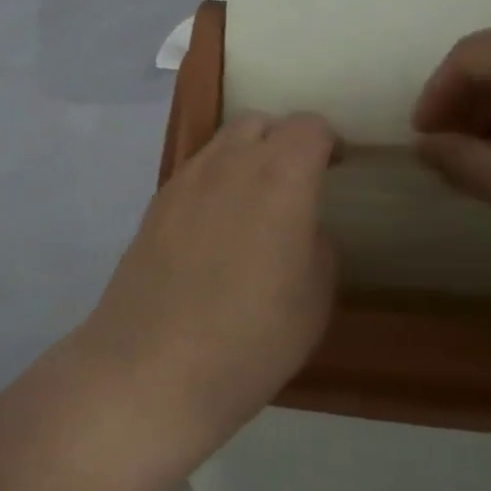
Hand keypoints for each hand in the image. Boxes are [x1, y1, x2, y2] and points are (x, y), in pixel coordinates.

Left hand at [77, 113, 338, 460]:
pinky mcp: (153, 206)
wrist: (153, 367)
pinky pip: (193, 173)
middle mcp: (228, 164)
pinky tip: (215, 226)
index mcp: (280, 177)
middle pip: (258, 123)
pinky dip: (214, 180)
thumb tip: (301, 227)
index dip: (328, 140)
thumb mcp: (314, 298)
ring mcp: (183, 182)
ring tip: (255, 201)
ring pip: (220, 143)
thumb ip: (317, 244)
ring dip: (245, 156)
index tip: (337, 165)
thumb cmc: (252, 338)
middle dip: (283, 139)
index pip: (308, 127)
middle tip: (297, 178)